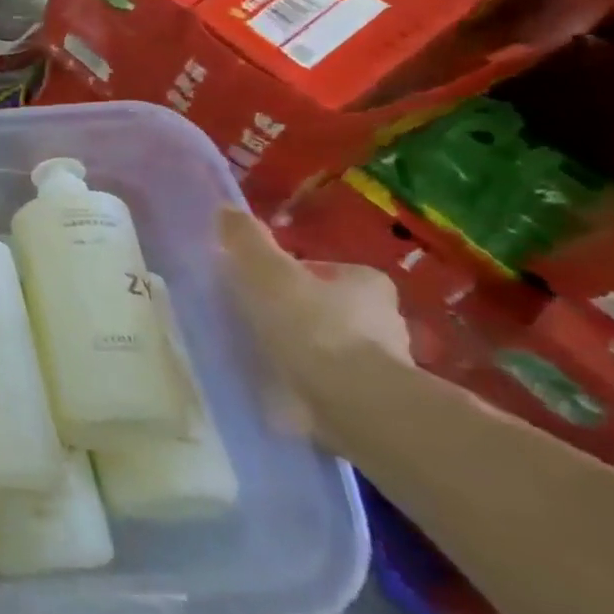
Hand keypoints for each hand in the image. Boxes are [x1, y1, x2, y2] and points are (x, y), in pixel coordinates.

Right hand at [218, 207, 412, 438]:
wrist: (354, 403)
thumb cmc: (310, 326)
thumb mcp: (266, 272)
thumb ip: (245, 240)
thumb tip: (225, 210)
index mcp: (366, 282)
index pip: (321, 270)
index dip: (287, 276)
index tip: (258, 291)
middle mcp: (387, 319)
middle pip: (329, 309)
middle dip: (298, 316)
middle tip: (258, 325)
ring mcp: (388, 365)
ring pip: (334, 348)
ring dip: (307, 353)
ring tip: (266, 361)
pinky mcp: (379, 402)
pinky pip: (336, 384)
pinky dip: (312, 384)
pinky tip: (284, 389)